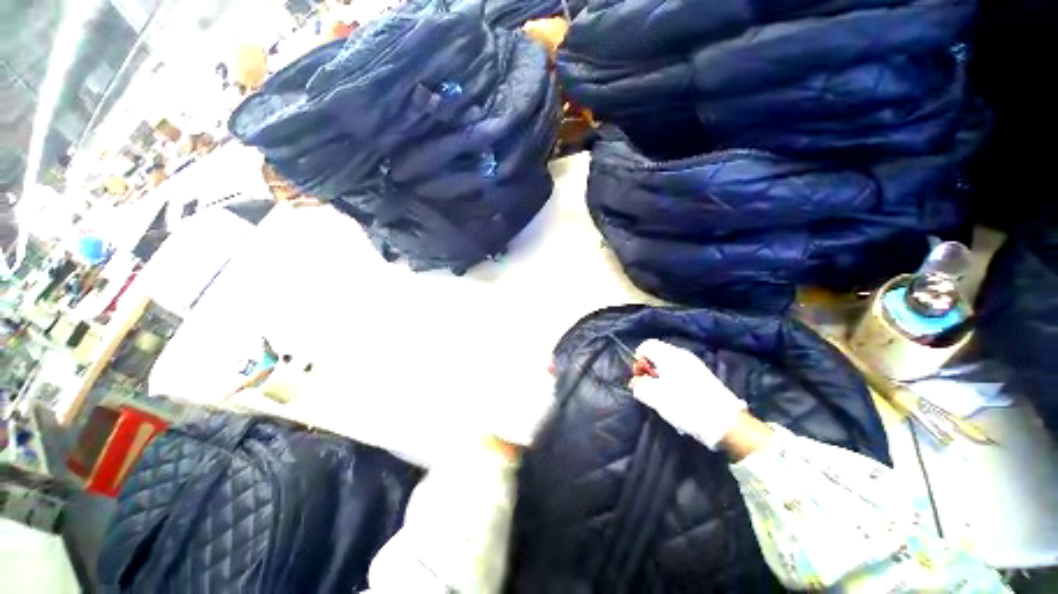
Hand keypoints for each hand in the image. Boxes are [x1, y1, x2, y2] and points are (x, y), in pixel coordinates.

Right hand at [631, 340, 748, 449]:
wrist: (726, 424)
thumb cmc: (686, 406)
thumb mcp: (656, 397)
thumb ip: (640, 386)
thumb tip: (636, 382)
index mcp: (670, 355)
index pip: (646, 346)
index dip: (638, 360)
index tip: (640, 378)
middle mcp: (682, 355)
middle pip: (657, 355)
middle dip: (649, 371)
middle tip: (649, 390)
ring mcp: (694, 366)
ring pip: (667, 366)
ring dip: (660, 379)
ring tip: (663, 398)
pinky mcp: (703, 378)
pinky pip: (679, 374)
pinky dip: (672, 384)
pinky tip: (677, 401)